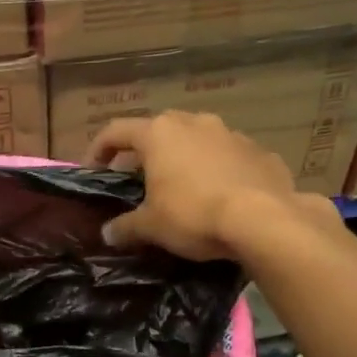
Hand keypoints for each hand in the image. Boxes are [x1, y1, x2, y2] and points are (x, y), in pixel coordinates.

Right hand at [86, 111, 328, 261]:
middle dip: (145, 153)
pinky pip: (229, 158)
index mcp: (159, 134)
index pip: (116, 131)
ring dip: (184, 159)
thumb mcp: (151, 226)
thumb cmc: (194, 214)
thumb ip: (125, 227)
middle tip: (137, 180)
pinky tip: (219, 196)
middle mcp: (194, 123)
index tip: (93, 170)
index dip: (99, 149)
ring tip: (181, 188)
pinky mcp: (260, 151)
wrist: (264, 219)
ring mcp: (231, 134)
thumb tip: (108, 233)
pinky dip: (217, 171)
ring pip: (197, 140)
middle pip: (158, 131)